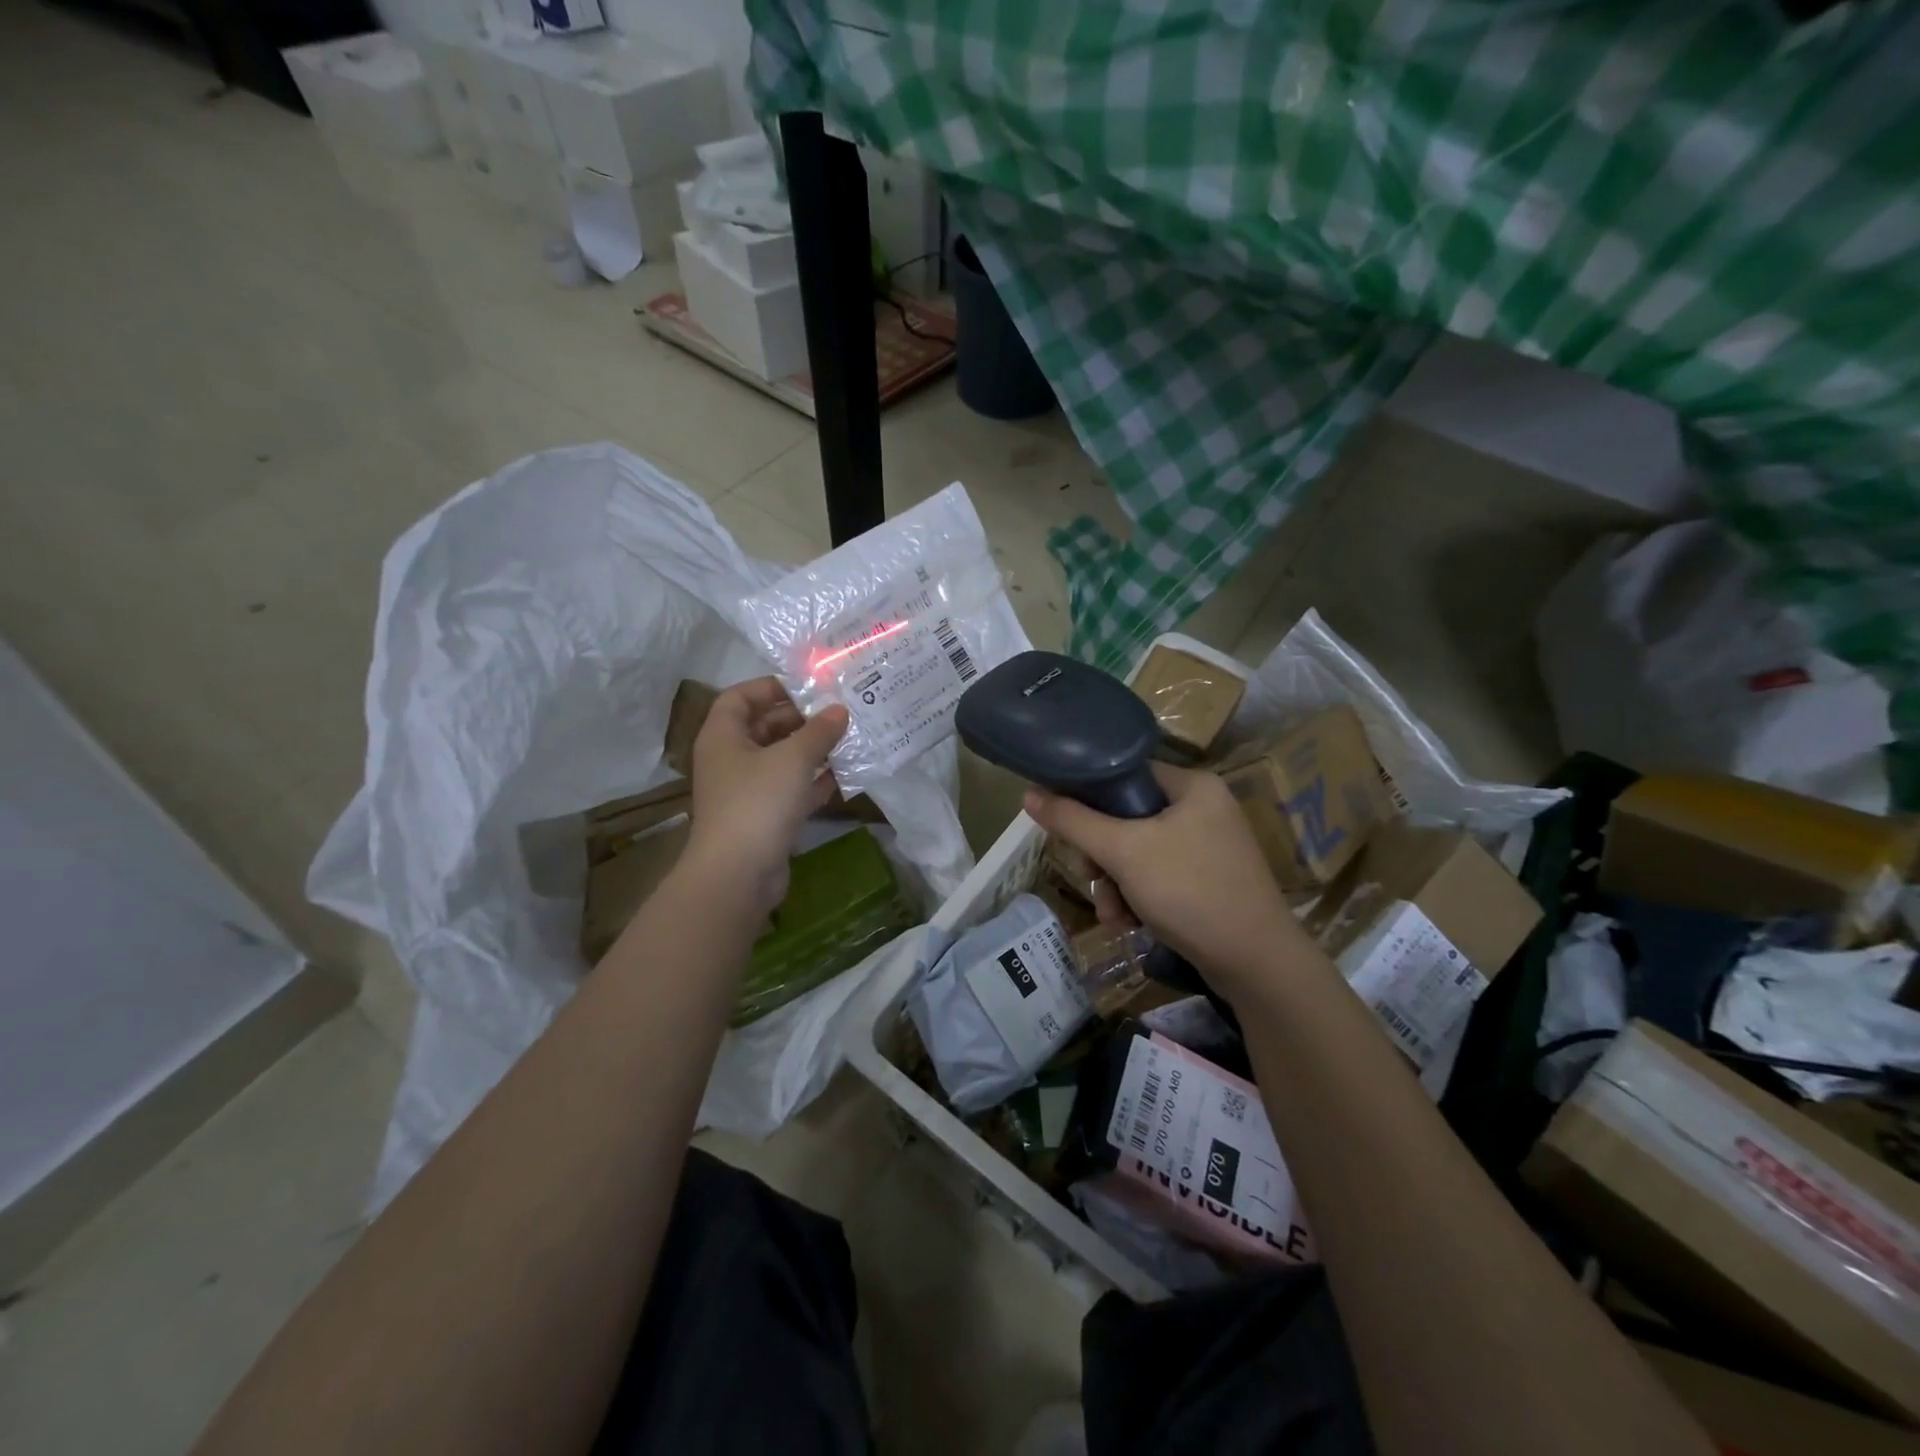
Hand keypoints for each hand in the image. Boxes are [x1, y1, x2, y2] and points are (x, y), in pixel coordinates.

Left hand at [684, 678, 848, 917]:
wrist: (739, 874)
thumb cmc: (758, 802)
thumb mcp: (793, 758)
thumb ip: (819, 731)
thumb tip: (839, 710)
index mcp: (723, 736)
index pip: (740, 697)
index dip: (770, 687)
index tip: (807, 686)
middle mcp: (731, 759)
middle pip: (765, 727)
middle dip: (801, 719)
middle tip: (839, 712)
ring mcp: (747, 790)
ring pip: (781, 759)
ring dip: (812, 750)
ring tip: (849, 738)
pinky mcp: (765, 817)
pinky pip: (791, 789)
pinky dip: (814, 780)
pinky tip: (844, 774)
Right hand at [1023, 763, 1304, 1001]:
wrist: (1257, 963)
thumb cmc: (1190, 892)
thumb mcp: (1123, 852)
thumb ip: (1074, 821)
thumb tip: (1028, 794)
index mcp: (1192, 786)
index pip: (1125, 774)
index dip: (1089, 797)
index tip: (1068, 828)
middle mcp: (1204, 808)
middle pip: (1127, 817)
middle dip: (1103, 857)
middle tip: (1094, 881)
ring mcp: (1210, 846)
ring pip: (1139, 852)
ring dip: (1116, 885)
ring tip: (1113, 916)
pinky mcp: (1210, 880)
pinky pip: (1159, 875)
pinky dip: (1139, 898)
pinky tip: (1130, 925)